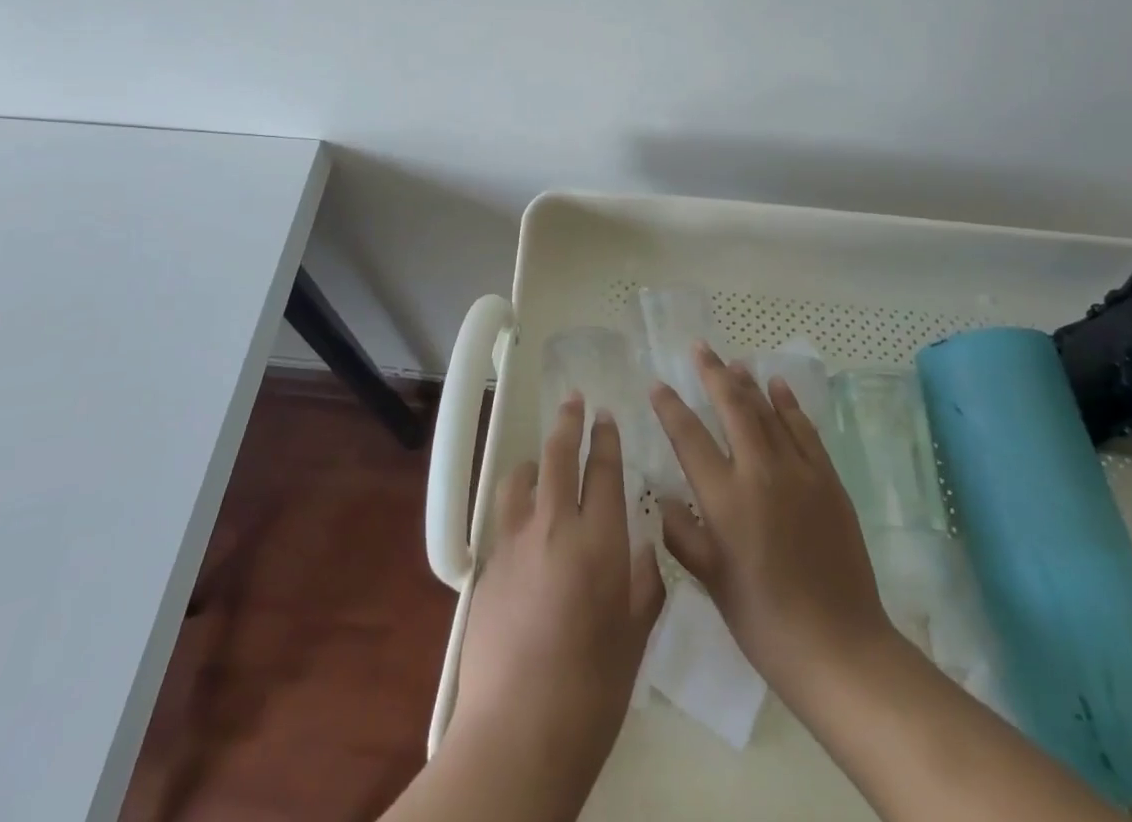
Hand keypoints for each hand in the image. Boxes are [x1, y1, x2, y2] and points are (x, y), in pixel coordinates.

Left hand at [449, 395, 663, 804]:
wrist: (518, 732)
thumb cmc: (593, 690)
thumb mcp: (634, 637)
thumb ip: (642, 584)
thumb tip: (640, 550)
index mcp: (599, 540)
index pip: (604, 470)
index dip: (606, 438)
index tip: (605, 416)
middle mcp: (555, 526)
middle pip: (559, 456)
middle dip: (569, 422)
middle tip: (574, 400)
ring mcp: (516, 542)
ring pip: (522, 477)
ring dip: (536, 460)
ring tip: (542, 460)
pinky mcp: (489, 565)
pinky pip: (504, 516)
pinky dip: (517, 502)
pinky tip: (523, 519)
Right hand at [650, 345, 894, 708]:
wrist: (839, 646)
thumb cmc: (764, 620)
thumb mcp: (711, 580)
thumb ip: (683, 533)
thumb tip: (664, 496)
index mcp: (725, 498)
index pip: (689, 436)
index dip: (670, 406)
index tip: (657, 384)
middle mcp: (759, 471)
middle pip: (732, 406)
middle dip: (712, 373)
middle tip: (699, 348)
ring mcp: (799, 471)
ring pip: (768, 410)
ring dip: (748, 382)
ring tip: (733, 361)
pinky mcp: (828, 479)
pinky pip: (804, 429)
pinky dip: (789, 404)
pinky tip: (778, 386)